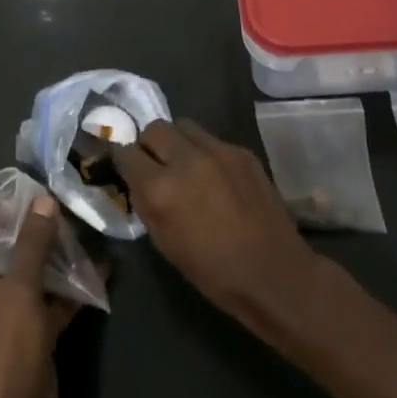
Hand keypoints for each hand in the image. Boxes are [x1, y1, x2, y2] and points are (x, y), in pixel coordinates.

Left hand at [0, 192, 78, 397]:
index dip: (16, 204)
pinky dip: (75, 286)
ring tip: (95, 226)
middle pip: (18, 246)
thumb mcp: (19, 293)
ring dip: (64, 255)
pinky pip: (55, 298)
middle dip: (47, 226)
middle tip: (80, 199)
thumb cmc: (5, 355)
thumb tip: (43, 199)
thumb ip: (31, 244)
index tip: (49, 180)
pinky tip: (104, 269)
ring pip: (39, 271)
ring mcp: (13, 311)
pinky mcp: (36, 332)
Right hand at [113, 119, 319, 335]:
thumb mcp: (164, 241)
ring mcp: (218, 151)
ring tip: (185, 165)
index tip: (129, 169)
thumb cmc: (211, 270)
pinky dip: (205, 152)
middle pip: (155, 128)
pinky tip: (215, 176)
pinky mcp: (242, 151)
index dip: (125, 161)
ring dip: (177, 142)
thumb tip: (138, 180)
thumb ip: (146, 202)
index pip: (127, 153)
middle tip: (156, 164)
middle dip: (150, 144)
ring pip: (184, 126)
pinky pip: (212, 139)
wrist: (271, 271)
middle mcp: (186, 160)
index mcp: (160, 188)